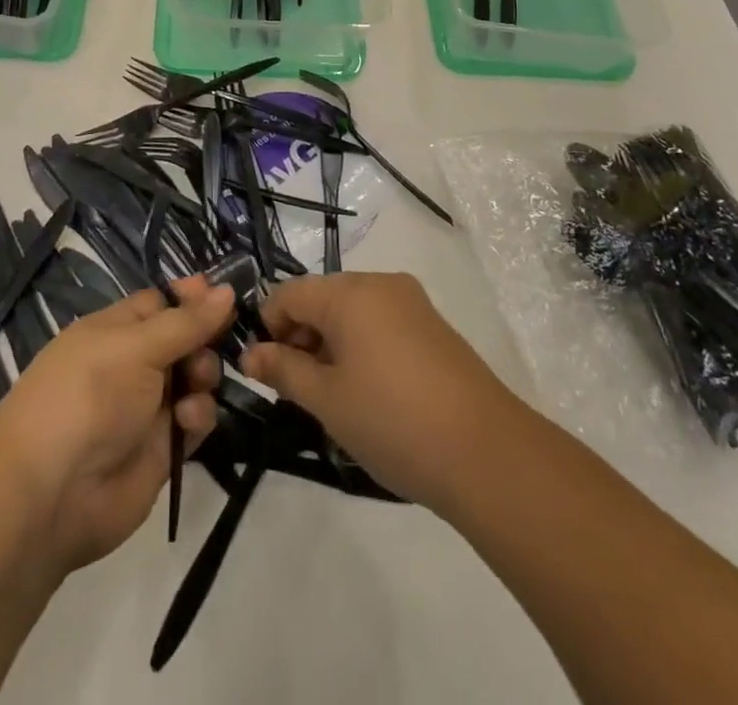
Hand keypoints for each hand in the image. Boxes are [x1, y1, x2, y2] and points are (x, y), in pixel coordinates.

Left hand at [0, 278, 233, 573]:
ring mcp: (147, 407)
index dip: (192, 297)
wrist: (50, 494)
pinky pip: (195, 421)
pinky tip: (186, 423)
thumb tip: (227, 288)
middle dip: (205, 339)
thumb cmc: (88, 396)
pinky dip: (198, 418)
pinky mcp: (162, 448)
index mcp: (115, 330)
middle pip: (185, 339)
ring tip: (196, 386)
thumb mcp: (136, 347)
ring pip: (195, 379)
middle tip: (212, 347)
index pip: (162, 302)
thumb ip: (187, 321)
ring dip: (204, 377)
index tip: (226, 295)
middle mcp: (132, 364)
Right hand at [243, 272, 520, 515]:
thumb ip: (284, 370)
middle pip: (321, 298)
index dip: (268, 327)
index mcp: (349, 292)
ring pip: (352, 311)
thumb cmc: (392, 420)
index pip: (288, 293)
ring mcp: (411, 302)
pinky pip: (381, 322)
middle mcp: (380, 284)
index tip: (265, 371)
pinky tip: (368, 392)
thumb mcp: (327, 400)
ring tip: (332, 397)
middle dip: (300, 337)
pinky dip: (362, 346)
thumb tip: (250, 354)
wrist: (486, 452)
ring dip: (330, 344)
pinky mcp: (433, 326)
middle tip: (297, 390)